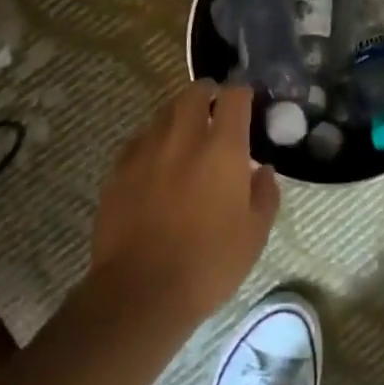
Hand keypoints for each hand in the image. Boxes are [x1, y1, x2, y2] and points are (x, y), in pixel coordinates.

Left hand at [88, 82, 279, 326]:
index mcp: (222, 148)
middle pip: (194, 92)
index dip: (242, 95)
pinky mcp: (119, 169)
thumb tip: (263, 170)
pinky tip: (157, 164)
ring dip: (179, 117)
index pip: (234, 97)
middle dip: (208, 94)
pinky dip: (153, 142)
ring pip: (164, 113)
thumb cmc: (209, 263)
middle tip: (215, 112)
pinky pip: (140, 140)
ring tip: (186, 139)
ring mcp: (146, 150)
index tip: (246, 105)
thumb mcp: (255, 234)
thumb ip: (265, 194)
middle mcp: (184, 137)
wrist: (140, 292)